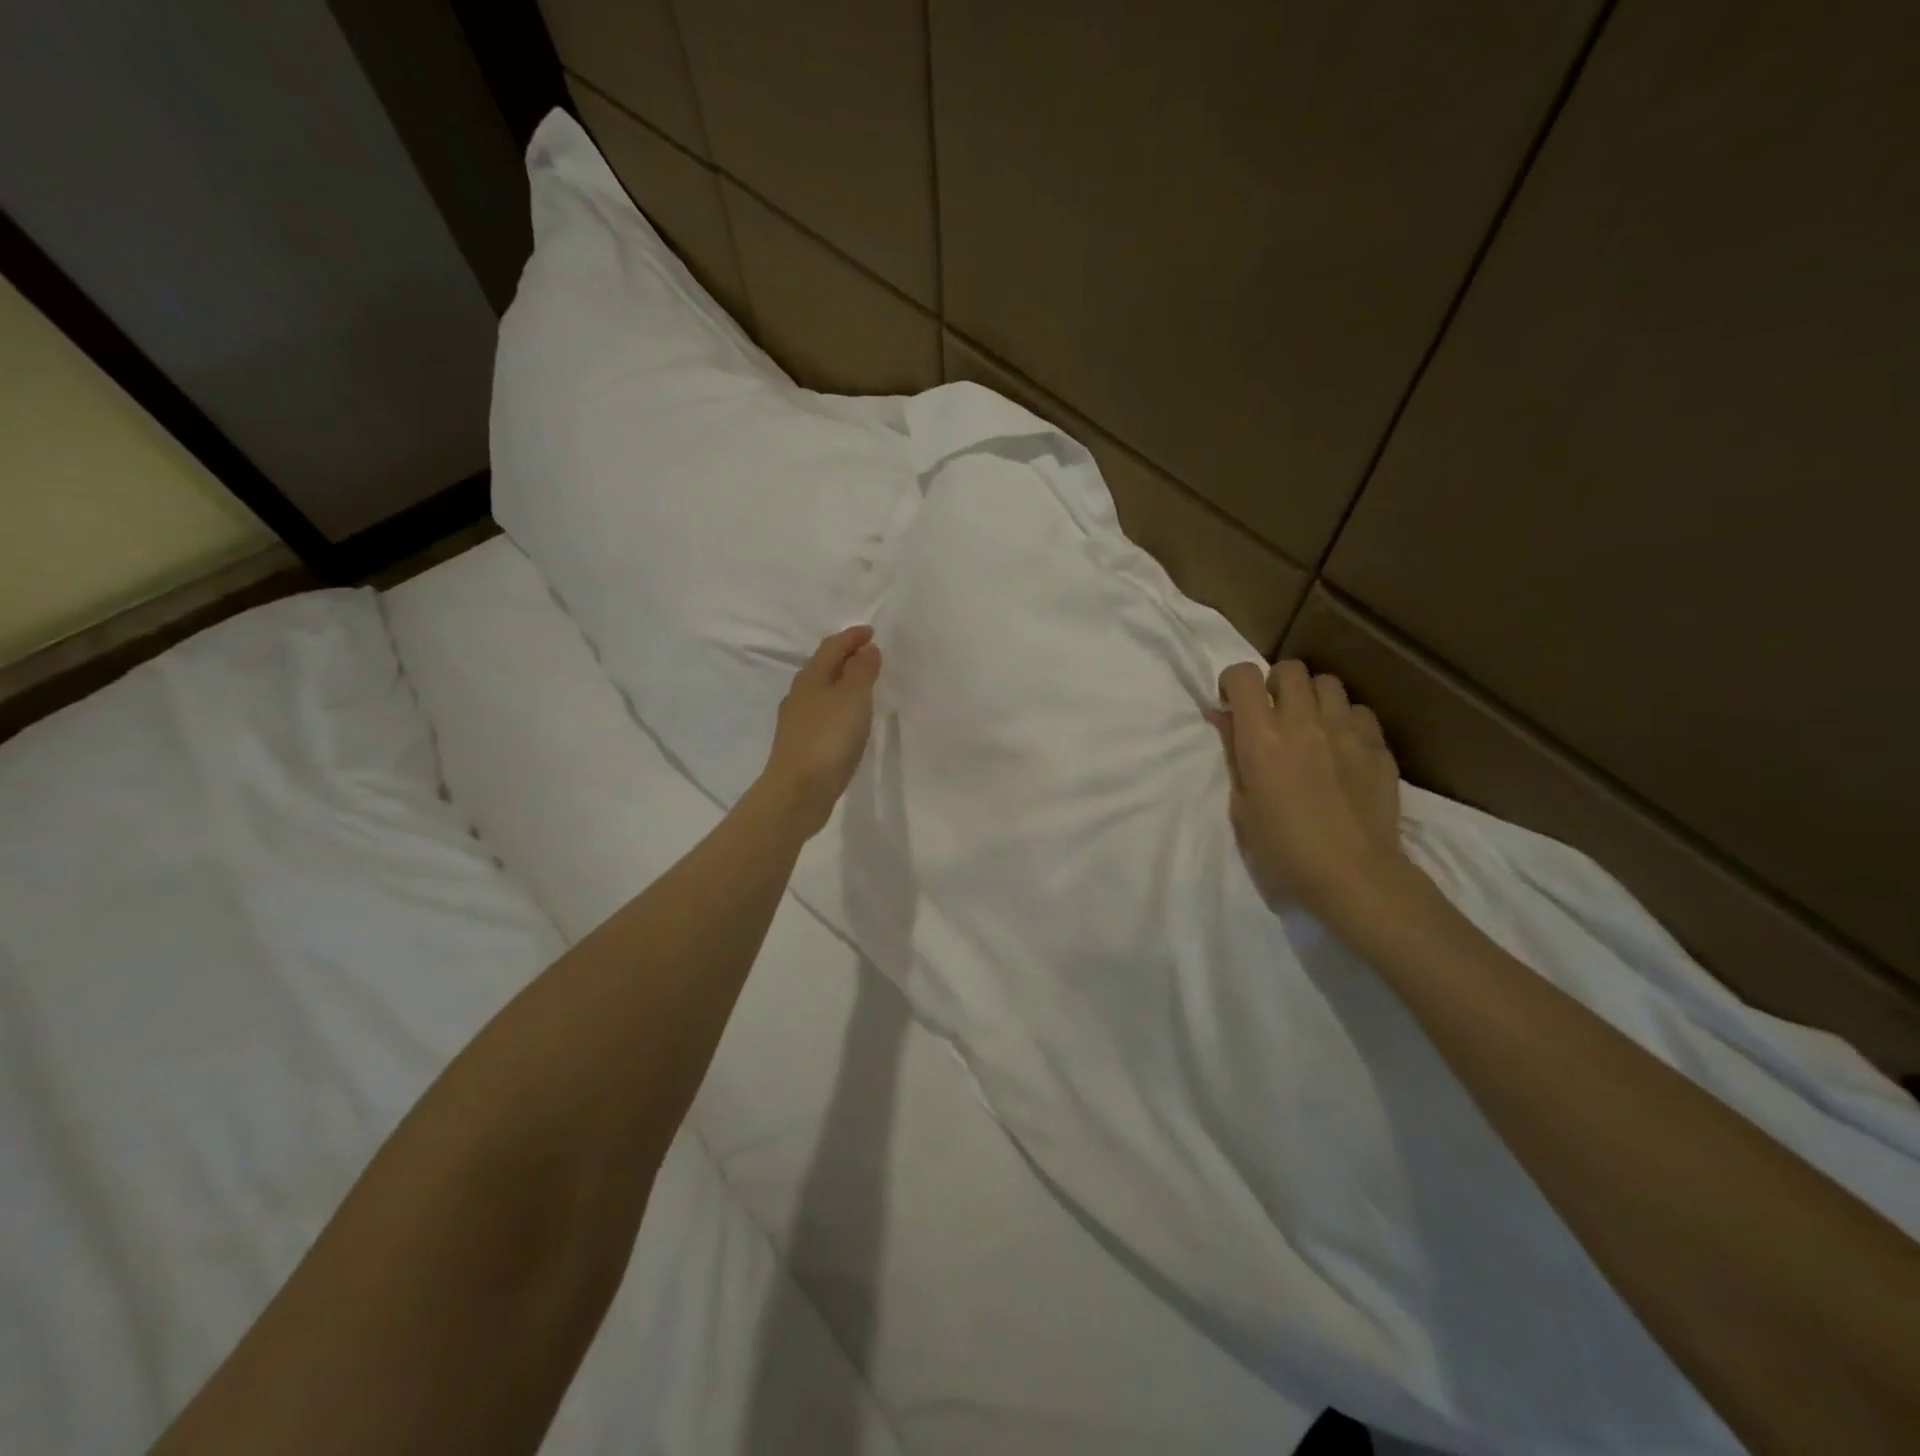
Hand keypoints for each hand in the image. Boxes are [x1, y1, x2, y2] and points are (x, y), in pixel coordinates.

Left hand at [760, 626, 882, 835]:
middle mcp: (800, 696)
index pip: (831, 647)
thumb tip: (866, 649)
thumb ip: (861, 671)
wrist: (798, 792)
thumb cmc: (828, 739)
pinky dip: (839, 707)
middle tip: (869, 655)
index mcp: (810, 678)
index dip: (851, 637)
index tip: (871, 632)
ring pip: (822, 692)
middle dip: (845, 657)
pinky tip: (848, 721)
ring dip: (842, 683)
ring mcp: (798, 722)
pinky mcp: (802, 746)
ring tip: (863, 686)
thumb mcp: (852, 698)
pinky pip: (823, 715)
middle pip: (823, 667)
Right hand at [1213, 659, 1409, 922]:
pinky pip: (1360, 712)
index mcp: (1261, 737)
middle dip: (1276, 684)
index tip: (1233, 705)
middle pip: (1290, 669)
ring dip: (1313, 698)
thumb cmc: (1282, 848)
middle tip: (1274, 714)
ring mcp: (1345, 730)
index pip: (1243, 675)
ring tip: (1311, 725)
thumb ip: (1233, 753)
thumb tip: (1222, 716)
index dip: (1234, 682)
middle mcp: (1303, 721)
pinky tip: (1343, 748)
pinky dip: (1347, 721)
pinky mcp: (1377, 745)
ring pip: (1328, 683)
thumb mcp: (1241, 804)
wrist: (1352, 873)